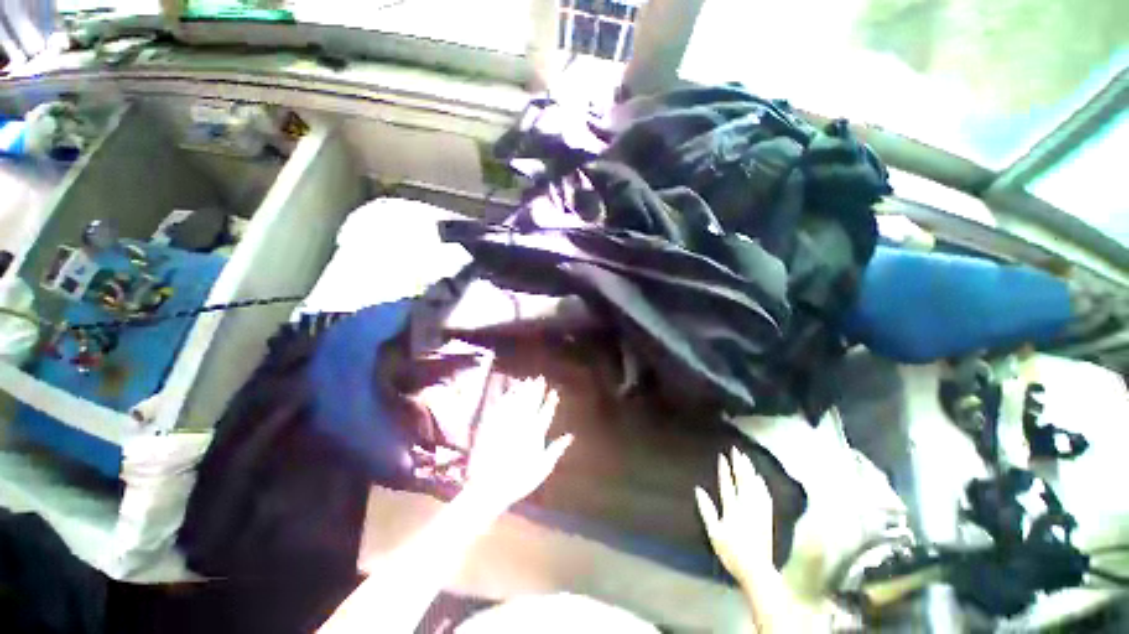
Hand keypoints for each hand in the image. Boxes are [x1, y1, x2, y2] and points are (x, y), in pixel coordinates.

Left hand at [463, 376, 572, 512]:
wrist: (489, 486)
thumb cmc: (519, 480)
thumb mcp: (542, 468)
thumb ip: (556, 449)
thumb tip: (570, 436)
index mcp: (536, 433)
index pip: (546, 412)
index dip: (550, 402)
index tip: (554, 391)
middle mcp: (522, 423)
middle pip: (531, 402)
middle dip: (537, 389)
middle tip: (540, 378)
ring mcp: (506, 422)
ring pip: (517, 400)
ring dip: (524, 389)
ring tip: (528, 380)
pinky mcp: (492, 424)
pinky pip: (502, 405)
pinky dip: (508, 396)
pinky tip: (511, 390)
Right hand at [695, 447, 775, 584]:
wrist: (757, 571)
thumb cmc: (731, 553)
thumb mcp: (714, 533)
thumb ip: (707, 510)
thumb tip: (698, 489)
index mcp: (732, 509)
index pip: (727, 484)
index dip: (724, 469)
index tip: (722, 456)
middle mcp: (746, 506)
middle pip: (743, 481)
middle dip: (739, 464)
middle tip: (736, 450)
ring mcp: (759, 511)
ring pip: (755, 486)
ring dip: (750, 470)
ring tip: (747, 458)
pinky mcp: (767, 517)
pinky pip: (765, 496)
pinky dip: (761, 484)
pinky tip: (760, 479)